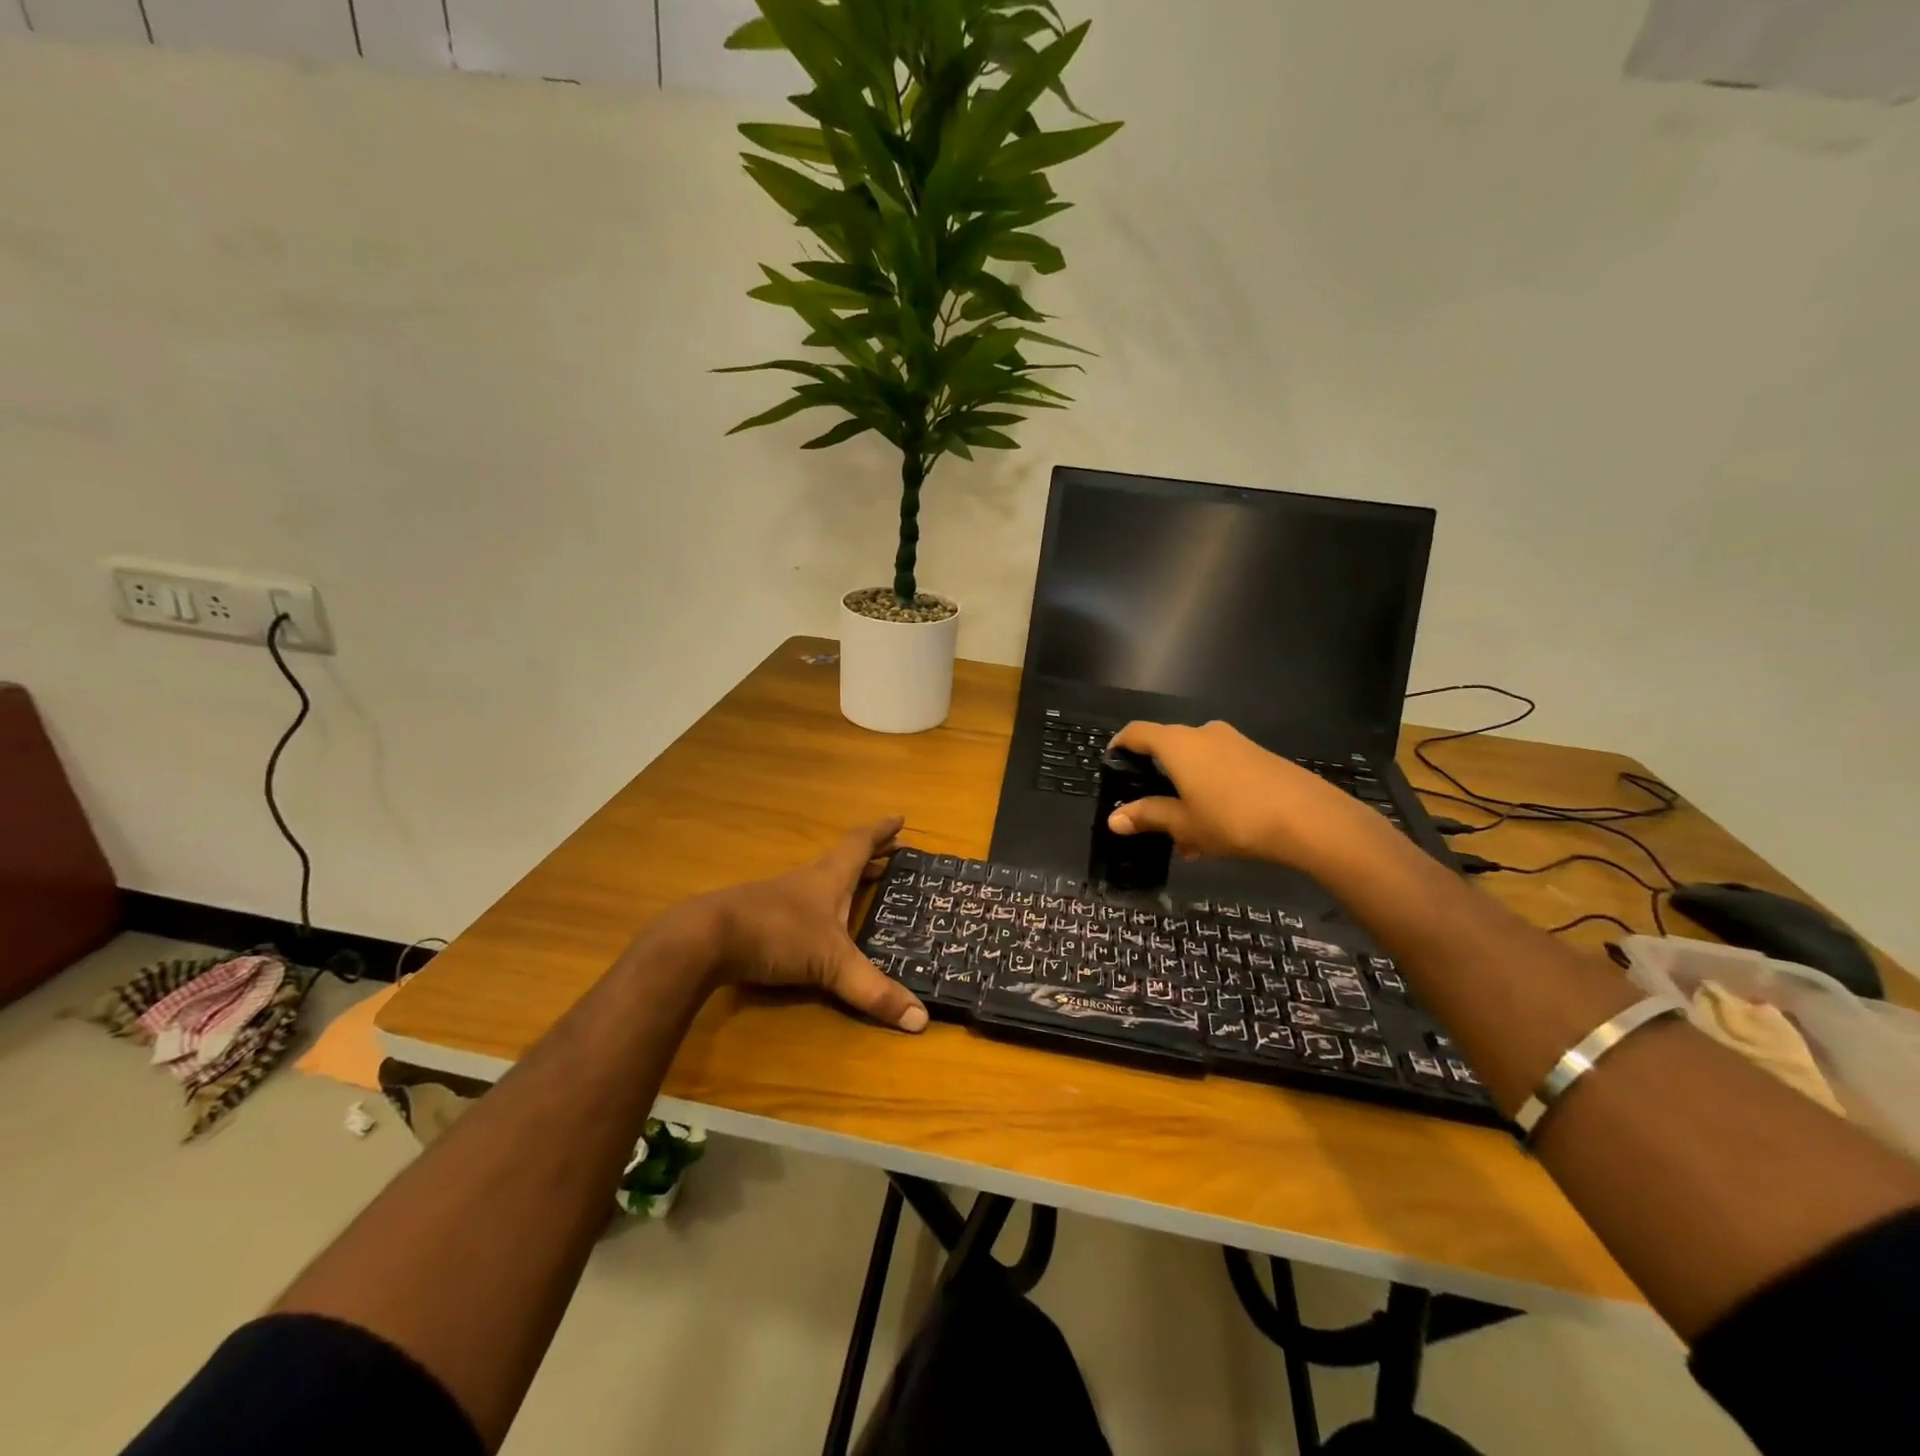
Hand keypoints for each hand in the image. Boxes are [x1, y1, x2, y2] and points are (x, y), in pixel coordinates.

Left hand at [692, 816, 927, 1033]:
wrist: (706, 939)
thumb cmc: (777, 934)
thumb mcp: (831, 963)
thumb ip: (873, 990)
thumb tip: (921, 1020)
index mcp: (829, 877)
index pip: (860, 844)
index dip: (881, 832)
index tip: (900, 819)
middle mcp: (807, 881)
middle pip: (844, 859)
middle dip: (871, 856)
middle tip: (894, 853)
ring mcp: (781, 898)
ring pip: (822, 881)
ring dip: (845, 880)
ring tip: (864, 886)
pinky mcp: (761, 919)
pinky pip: (802, 904)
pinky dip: (821, 905)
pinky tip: (820, 924)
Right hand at [1104, 721, 1379, 869]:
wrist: (1309, 819)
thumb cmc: (1234, 818)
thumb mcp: (1185, 823)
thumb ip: (1148, 816)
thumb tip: (1113, 819)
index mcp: (1178, 744)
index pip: (1137, 732)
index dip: (1120, 745)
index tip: (1112, 764)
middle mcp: (1203, 733)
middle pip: (1168, 749)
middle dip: (1156, 781)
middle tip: (1149, 814)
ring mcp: (1234, 743)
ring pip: (1196, 764)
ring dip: (1184, 794)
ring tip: (1185, 838)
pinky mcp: (1258, 757)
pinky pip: (1220, 769)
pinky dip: (1208, 792)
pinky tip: (1215, 831)